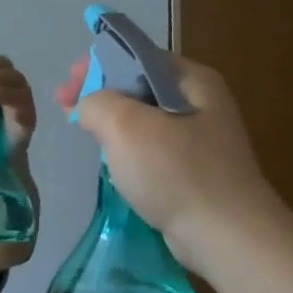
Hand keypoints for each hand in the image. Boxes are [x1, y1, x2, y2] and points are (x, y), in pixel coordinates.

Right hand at [70, 57, 287, 272]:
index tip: (68, 84)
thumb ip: (96, 102)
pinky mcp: (195, 170)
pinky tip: (111, 161)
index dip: (97, 64)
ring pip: (144, 118)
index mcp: (192, 81)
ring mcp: (201, 138)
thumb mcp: (125, 126)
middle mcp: (201, 102)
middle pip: (139, 85)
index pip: (137, 55)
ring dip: (111, 121)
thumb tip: (88, 106)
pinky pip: (152, 147)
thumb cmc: (176, 172)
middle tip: (66, 107)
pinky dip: (127, 147)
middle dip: (100, 93)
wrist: (226, 236)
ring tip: (83, 131)